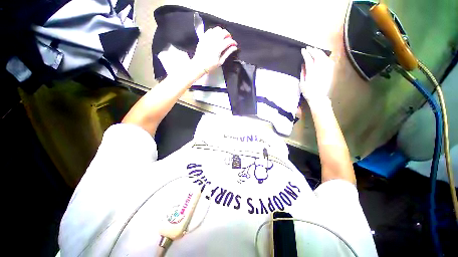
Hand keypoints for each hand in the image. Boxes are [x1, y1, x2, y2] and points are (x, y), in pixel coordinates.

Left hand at [192, 26, 237, 73]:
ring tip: (222, 38)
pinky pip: (210, 30)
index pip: (228, 41)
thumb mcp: (220, 61)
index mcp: (218, 48)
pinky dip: (214, 32)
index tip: (235, 45)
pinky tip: (215, 37)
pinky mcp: (203, 37)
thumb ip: (227, 53)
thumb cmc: (210, 66)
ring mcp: (208, 38)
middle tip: (229, 40)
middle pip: (224, 32)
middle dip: (228, 35)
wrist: (199, 65)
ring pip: (217, 29)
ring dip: (222, 32)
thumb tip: (234, 47)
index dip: (233, 42)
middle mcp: (213, 40)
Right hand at [300, 47, 334, 100]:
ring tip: (314, 50)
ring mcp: (327, 69)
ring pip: (324, 56)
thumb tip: (303, 64)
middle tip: (308, 48)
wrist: (319, 97)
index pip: (309, 59)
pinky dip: (324, 56)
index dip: (305, 54)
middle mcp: (320, 68)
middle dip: (312, 50)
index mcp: (312, 72)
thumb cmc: (308, 92)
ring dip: (318, 51)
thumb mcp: (302, 83)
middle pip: (317, 55)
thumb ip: (303, 72)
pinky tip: (321, 55)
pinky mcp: (330, 71)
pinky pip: (328, 60)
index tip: (302, 50)